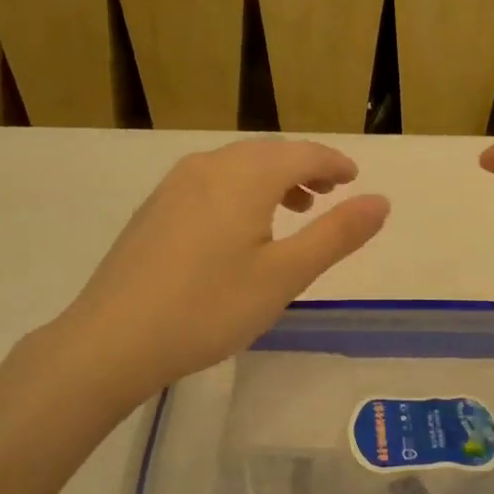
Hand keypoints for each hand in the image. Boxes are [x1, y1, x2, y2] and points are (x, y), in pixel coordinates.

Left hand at [57, 139, 389, 394]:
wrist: (112, 340)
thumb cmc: (209, 308)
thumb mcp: (284, 276)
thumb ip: (336, 235)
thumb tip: (381, 200)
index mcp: (245, 176)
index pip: (303, 153)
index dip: (333, 163)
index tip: (355, 179)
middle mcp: (209, 166)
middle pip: (269, 153)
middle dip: (304, 168)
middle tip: (329, 194)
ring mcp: (175, 185)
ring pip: (237, 166)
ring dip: (272, 179)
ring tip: (292, 210)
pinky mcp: (155, 208)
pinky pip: (211, 181)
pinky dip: (240, 190)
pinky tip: (240, 227)